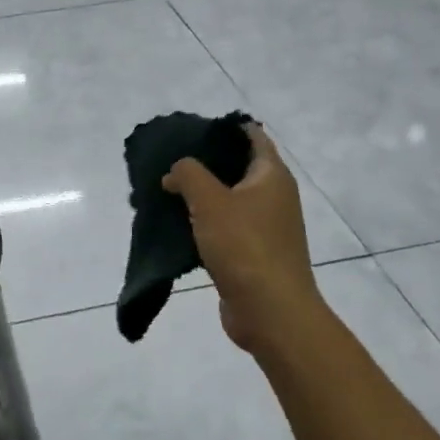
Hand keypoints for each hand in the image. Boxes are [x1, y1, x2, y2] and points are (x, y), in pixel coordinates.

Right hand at [163, 122, 324, 358]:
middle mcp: (274, 197)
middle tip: (168, 162)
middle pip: (238, 167)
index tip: (190, 130)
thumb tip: (175, 172)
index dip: (223, 128)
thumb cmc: (244, 246)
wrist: (270, 311)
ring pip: (228, 199)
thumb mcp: (209, 201)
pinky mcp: (253, 253)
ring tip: (165, 193)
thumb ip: (188, 174)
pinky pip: (225, 227)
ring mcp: (266, 227)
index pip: (252, 136)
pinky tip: (177, 226)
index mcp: (271, 176)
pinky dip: (203, 223)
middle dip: (204, 163)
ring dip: (200, 196)